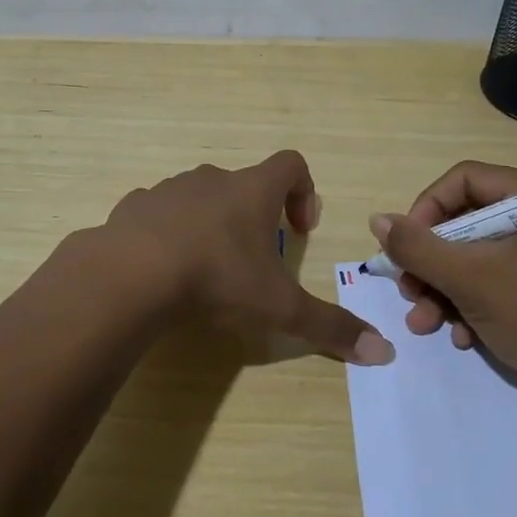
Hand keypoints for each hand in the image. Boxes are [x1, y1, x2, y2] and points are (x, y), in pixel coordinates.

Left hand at [101, 150, 393, 365]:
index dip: (304, 191)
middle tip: (254, 260)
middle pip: (244, 184)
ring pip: (199, 196)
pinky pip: (158, 211)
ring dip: (209, 223)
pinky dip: (167, 231)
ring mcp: (169, 189)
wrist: (131, 273)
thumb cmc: (217, 279)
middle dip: (254, 216)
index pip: (291, 164)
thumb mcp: (279, 309)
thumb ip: (330, 327)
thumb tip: (384, 352)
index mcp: (252, 191)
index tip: (301, 230)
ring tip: (206, 267)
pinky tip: (163, 267)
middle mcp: (212, 180)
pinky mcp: (133, 206)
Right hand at [368, 161, 516, 414]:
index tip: (405, 248)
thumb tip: (377, 220)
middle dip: (431, 262)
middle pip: (466, 220)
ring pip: (475, 255)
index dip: (427, 210)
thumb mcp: (470, 280)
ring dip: (443, 289)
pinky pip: (495, 279)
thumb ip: (418, 247)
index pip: (465, 180)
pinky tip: (460, 336)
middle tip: (408, 290)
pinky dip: (470, 304)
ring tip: (424, 323)